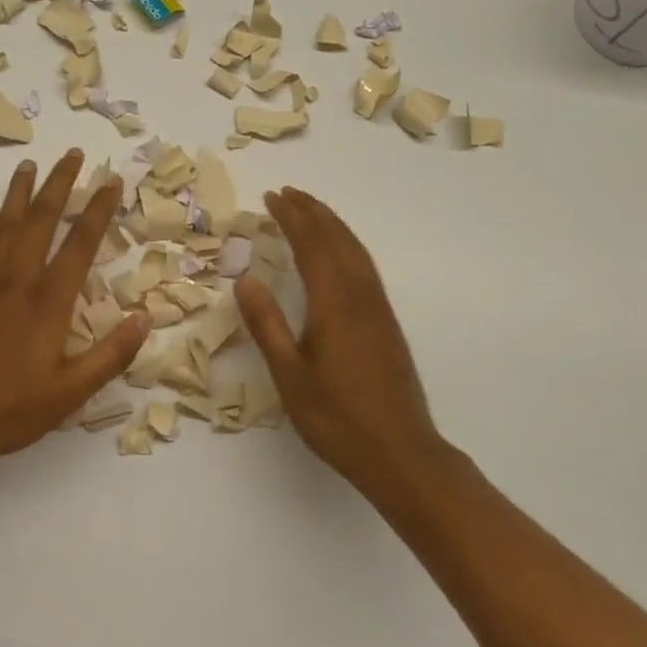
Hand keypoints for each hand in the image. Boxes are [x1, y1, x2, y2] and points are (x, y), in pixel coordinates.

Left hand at [0, 149, 148, 466]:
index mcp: (47, 303)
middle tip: (73, 154)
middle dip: (60, 184)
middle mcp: (16, 281)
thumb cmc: (8, 411)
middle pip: (41, 220)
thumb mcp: (69, 394)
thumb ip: (110, 356)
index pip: (80, 244)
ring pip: (6, 225)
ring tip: (30, 164)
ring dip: (21, 192)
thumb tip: (145, 317)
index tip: (111, 181)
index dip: (98, 210)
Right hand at [234, 187, 452, 493]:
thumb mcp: (290, 376)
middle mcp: (361, 298)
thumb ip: (267, 325)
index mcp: (335, 305)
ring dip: (333, 225)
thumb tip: (245, 278)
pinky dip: (347, 246)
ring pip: (356, 252)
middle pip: (338, 240)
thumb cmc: (337, 419)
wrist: (401, 454)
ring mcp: (379, 310)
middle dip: (313, 213)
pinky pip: (365, 268)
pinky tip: (339, 255)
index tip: (272, 197)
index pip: (312, 246)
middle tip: (288, 193)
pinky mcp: (387, 324)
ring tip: (311, 211)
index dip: (292, 218)